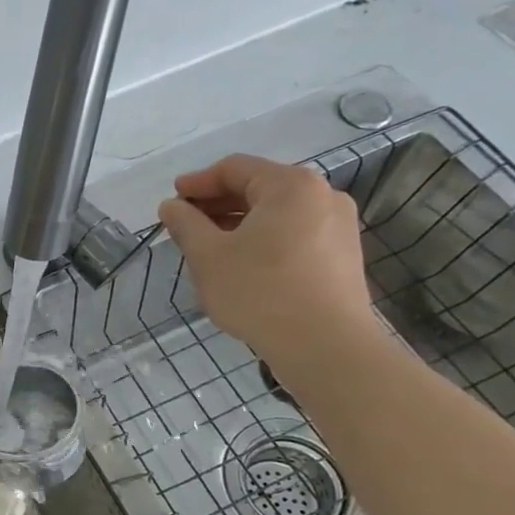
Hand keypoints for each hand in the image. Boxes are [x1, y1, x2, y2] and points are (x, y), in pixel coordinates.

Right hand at [156, 154, 376, 369]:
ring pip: (277, 214)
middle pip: (258, 188)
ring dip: (238, 224)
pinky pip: (294, 234)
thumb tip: (171, 206)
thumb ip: (185, 224)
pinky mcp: (342, 256)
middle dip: (217, 204)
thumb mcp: (208, 256)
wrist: (324, 346)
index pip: (234, 168)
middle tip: (185, 224)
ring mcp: (338, 226)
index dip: (197, 182)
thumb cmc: (259, 291)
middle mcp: (322, 196)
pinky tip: (242, 264)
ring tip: (208, 247)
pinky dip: (263, 240)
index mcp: (290, 186)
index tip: (171, 200)